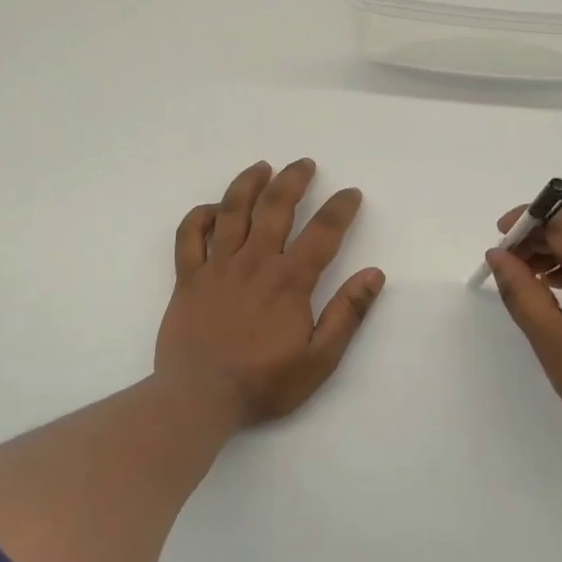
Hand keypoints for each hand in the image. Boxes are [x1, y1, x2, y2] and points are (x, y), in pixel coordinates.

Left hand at [155, 159, 384, 428]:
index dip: (340, 209)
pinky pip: (189, 236)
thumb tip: (374, 274)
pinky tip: (211, 209)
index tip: (351, 193)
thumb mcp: (320, 359)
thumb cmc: (264, 383)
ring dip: (248, 184)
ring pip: (231, 211)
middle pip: (275, 208)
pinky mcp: (188, 279)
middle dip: (293, 181)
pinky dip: (198, 216)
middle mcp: (254, 263)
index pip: (322, 232)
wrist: (199, 397)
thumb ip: (347, 314)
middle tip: (305, 164)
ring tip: (262, 167)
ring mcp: (216, 267)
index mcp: (289, 281)